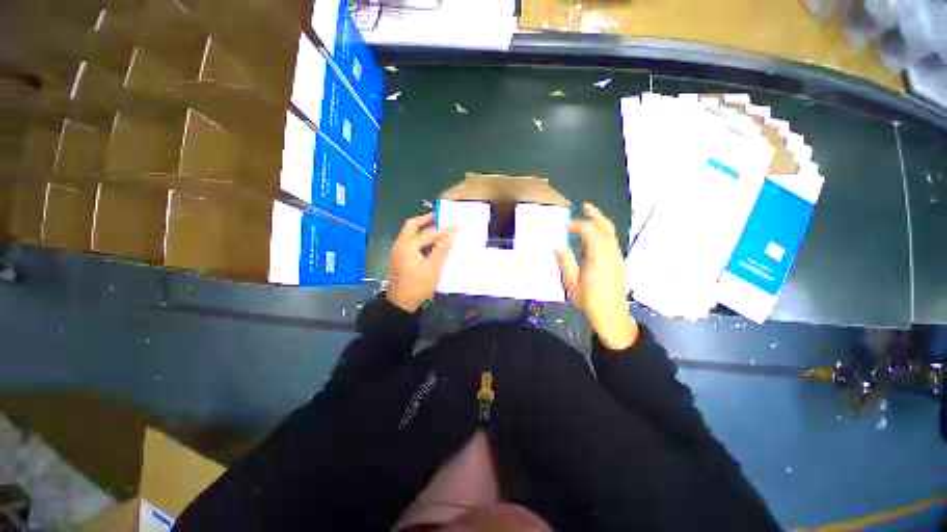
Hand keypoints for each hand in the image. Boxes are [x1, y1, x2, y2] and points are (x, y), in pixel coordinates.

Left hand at [387, 212, 455, 312]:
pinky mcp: (399, 258)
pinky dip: (419, 239)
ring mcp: (398, 251)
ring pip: (409, 233)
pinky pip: (409, 242)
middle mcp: (400, 244)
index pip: (428, 233)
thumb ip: (442, 250)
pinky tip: (430, 244)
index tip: (455, 228)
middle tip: (439, 217)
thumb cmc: (418, 286)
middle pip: (411, 225)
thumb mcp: (433, 268)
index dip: (442, 231)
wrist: (401, 303)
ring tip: (437, 230)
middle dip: (425, 220)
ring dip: (422, 229)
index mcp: (408, 246)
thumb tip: (451, 234)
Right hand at [553, 203, 638, 349]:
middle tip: (586, 206)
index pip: (589, 232)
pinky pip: (612, 241)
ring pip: (611, 234)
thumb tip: (553, 244)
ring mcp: (617, 258)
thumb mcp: (571, 282)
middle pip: (606, 228)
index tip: (564, 225)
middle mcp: (611, 254)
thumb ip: (564, 261)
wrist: (613, 316)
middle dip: (596, 215)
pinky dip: (604, 233)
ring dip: (601, 223)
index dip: (577, 224)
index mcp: (598, 258)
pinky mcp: (619, 263)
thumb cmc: (589, 301)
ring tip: (590, 216)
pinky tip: (596, 236)